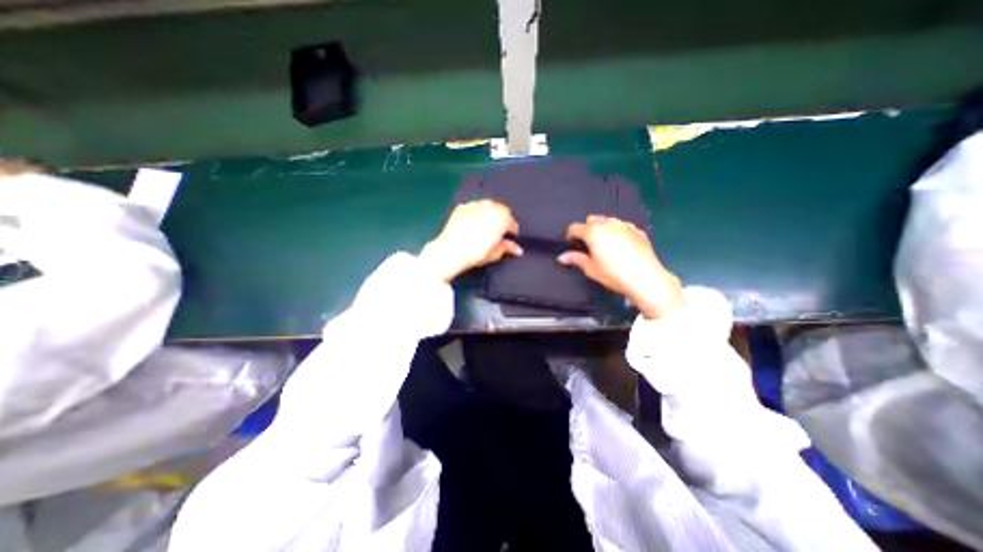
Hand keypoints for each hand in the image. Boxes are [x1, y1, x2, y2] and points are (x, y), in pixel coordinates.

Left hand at [418, 199, 521, 283]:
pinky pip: (473, 207)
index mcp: (501, 217)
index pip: (511, 221)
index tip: (511, 235)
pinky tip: (474, 222)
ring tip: (487, 225)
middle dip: (502, 219)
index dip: (512, 229)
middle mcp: (489, 207)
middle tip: (499, 231)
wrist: (450, 251)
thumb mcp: (495, 253)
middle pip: (500, 210)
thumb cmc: (476, 253)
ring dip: (490, 214)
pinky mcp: (461, 208)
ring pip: (487, 206)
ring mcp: (474, 205)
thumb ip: (508, 248)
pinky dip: (476, 213)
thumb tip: (517, 250)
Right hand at [560, 216, 684, 318]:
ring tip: (605, 245)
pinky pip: (621, 226)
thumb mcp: (590, 268)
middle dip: (586, 229)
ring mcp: (624, 225)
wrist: (645, 278)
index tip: (572, 245)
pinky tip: (621, 246)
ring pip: (607, 221)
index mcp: (593, 231)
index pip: (574, 227)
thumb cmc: (613, 274)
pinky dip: (617, 232)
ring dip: (602, 229)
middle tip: (588, 246)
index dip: (570, 236)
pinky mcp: (637, 230)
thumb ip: (575, 259)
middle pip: (591, 220)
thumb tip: (561, 257)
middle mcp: (608, 223)